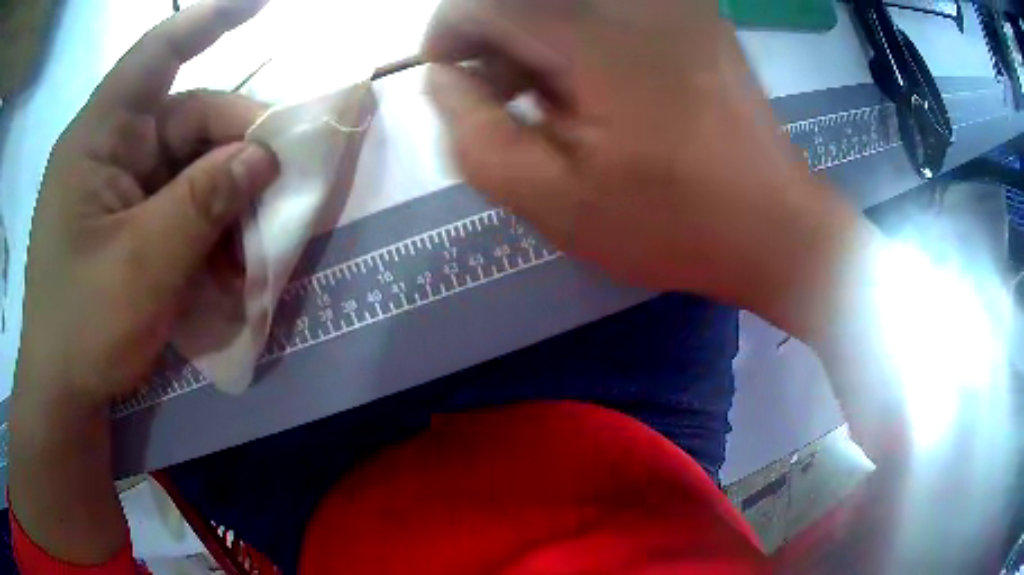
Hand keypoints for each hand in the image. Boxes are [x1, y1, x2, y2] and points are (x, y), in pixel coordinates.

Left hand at [10, 0, 277, 564]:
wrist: (64, 391)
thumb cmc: (85, 327)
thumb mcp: (143, 267)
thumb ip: (202, 204)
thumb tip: (263, 157)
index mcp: (98, 139)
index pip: (156, 54)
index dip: (208, 20)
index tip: (259, 4)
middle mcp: (110, 149)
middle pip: (188, 120)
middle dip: (236, 149)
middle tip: (281, 186)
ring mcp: (119, 186)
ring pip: (190, 167)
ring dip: (226, 200)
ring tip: (254, 245)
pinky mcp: (128, 221)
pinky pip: (180, 204)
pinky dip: (208, 226)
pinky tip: (227, 261)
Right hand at [423, 0, 861, 335]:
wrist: (774, 226)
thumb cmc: (671, 223)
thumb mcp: (553, 201)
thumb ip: (475, 134)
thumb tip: (444, 78)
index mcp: (598, 33)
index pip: (482, 1)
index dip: (450, 35)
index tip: (453, 81)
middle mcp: (637, 0)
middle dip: (496, 44)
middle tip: (503, 102)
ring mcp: (673, 1)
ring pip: (565, 4)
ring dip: (538, 42)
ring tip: (550, 105)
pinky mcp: (694, 13)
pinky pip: (606, 10)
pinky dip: (578, 38)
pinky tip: (593, 88)